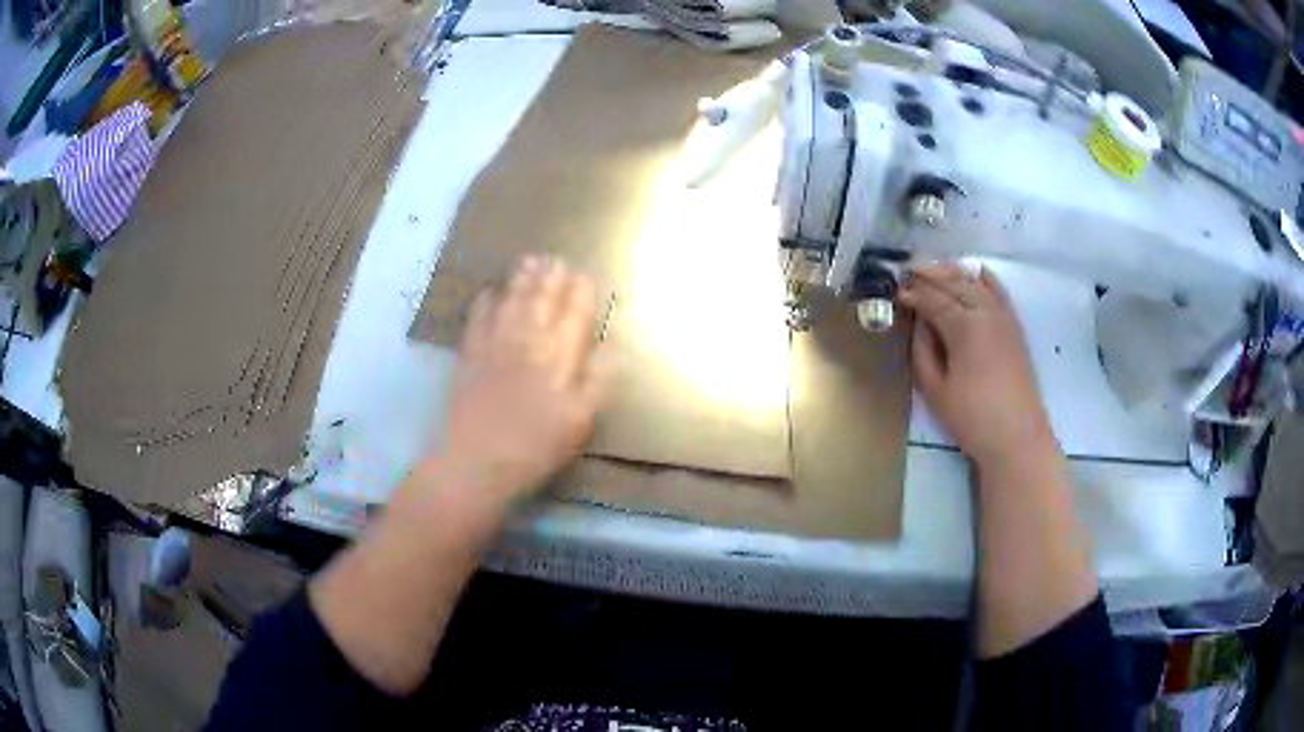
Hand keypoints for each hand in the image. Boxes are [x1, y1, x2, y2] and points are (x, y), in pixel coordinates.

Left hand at [438, 255, 609, 508]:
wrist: (476, 462)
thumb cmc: (536, 447)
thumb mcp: (579, 422)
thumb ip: (598, 381)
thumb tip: (614, 348)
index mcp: (558, 357)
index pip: (574, 315)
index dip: (580, 294)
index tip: (584, 276)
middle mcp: (526, 342)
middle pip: (541, 302)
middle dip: (550, 279)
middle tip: (555, 259)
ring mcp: (494, 346)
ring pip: (510, 303)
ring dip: (521, 281)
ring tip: (529, 261)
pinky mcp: (468, 357)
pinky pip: (477, 319)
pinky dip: (485, 302)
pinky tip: (490, 292)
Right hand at [898, 263, 1053, 466]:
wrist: (1017, 436)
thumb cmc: (972, 418)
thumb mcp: (935, 389)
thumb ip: (922, 350)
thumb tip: (918, 323)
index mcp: (964, 327)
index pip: (932, 300)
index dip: (912, 293)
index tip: (895, 290)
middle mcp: (985, 312)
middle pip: (953, 283)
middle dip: (929, 275)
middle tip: (907, 272)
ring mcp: (1003, 316)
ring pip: (975, 281)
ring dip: (953, 272)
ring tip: (933, 270)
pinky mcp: (1014, 325)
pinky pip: (999, 290)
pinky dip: (984, 277)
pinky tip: (974, 271)